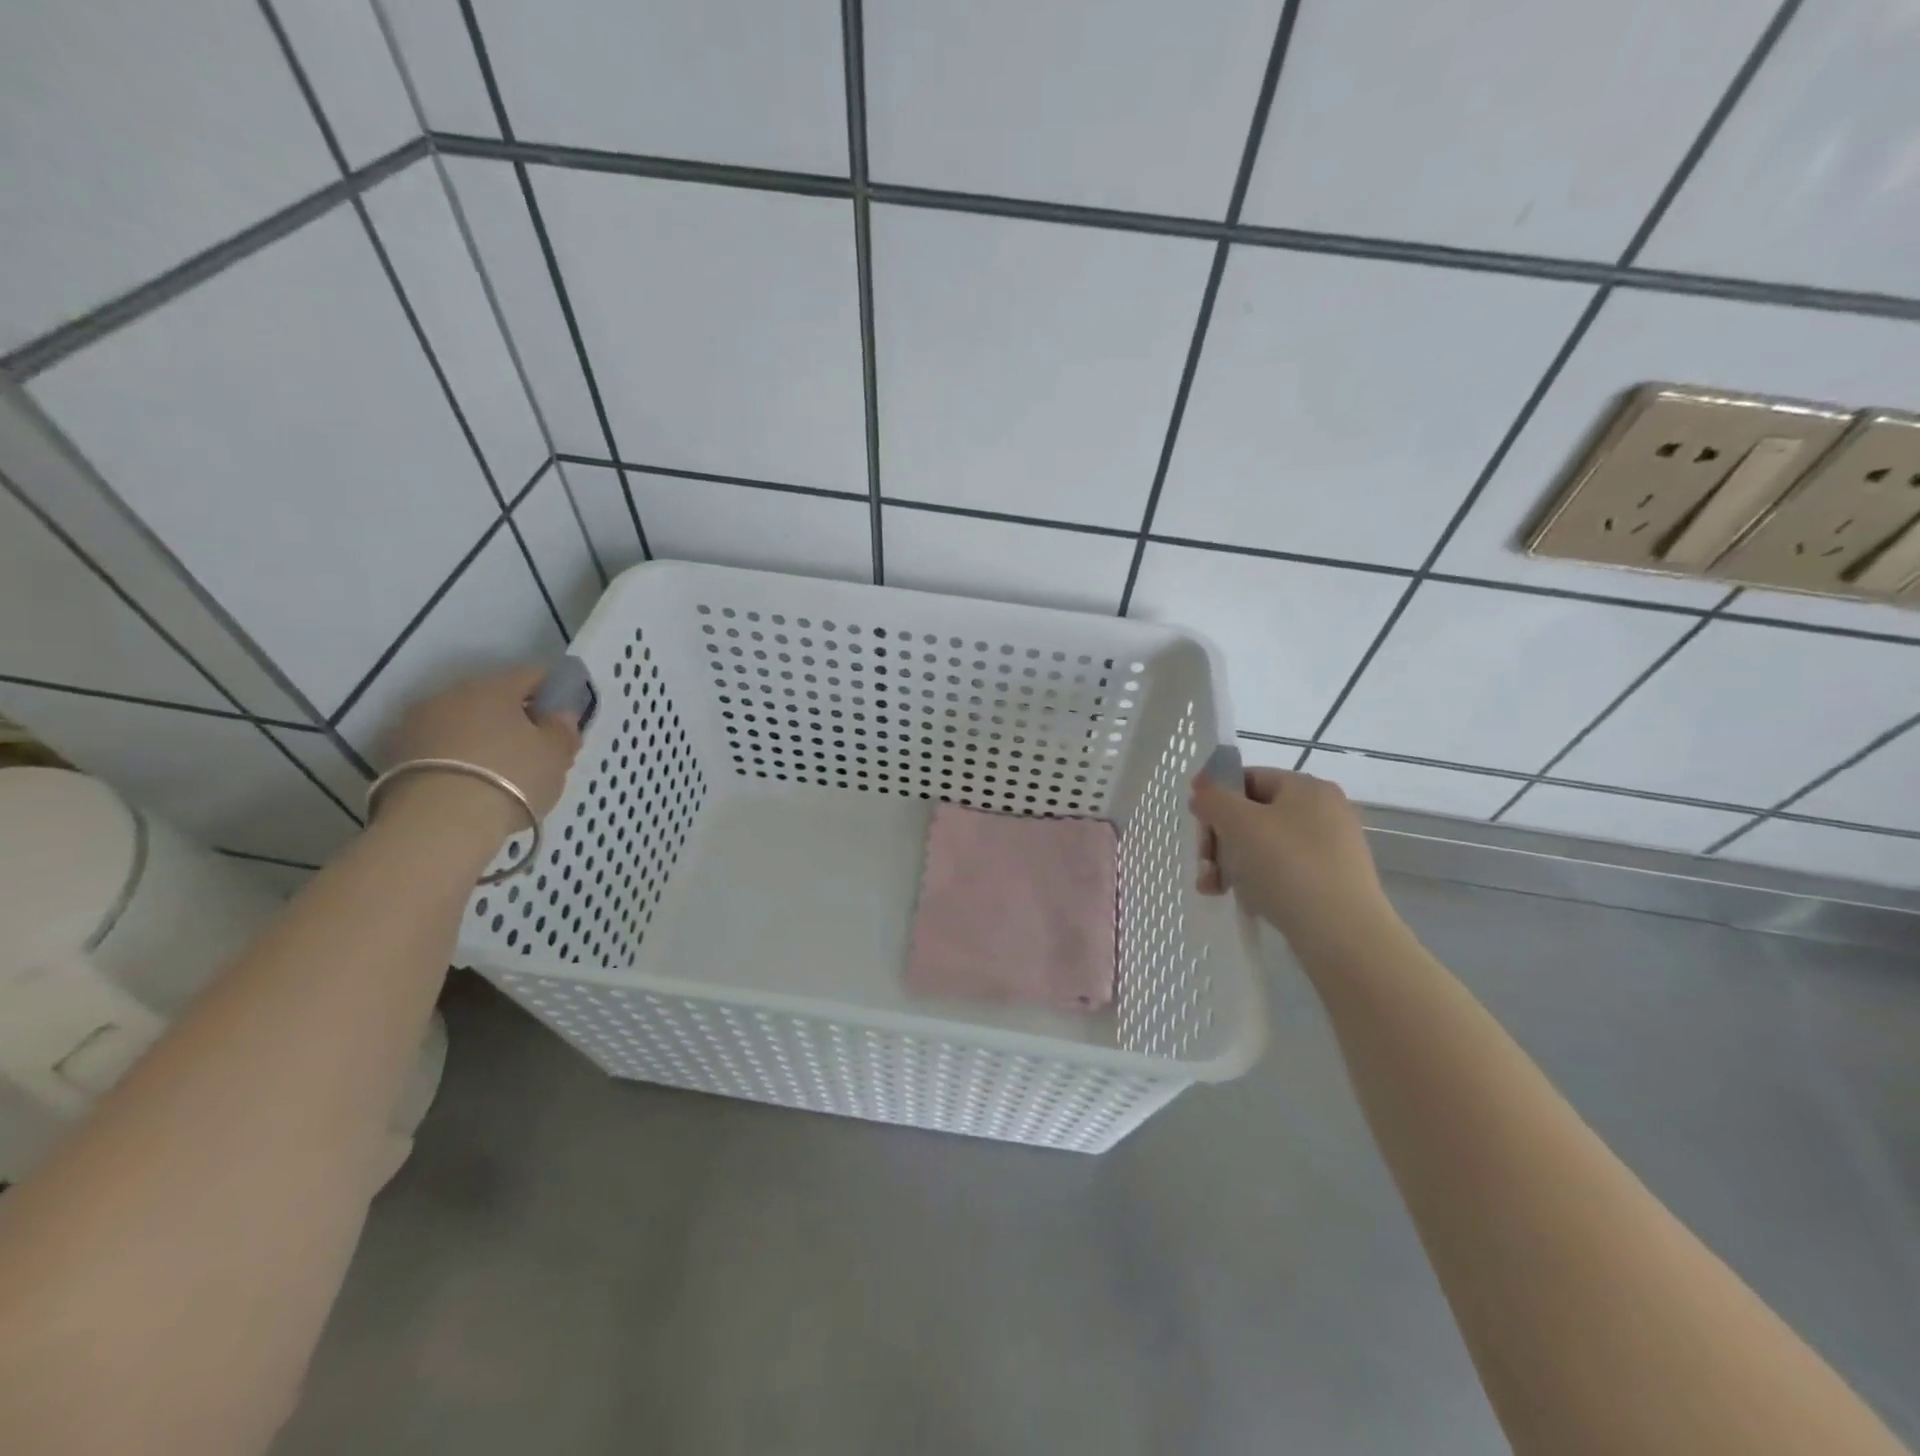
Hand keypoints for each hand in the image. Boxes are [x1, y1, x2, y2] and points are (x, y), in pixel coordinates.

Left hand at [384, 666, 582, 831]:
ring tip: (503, 773)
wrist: (438, 824)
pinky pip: (441, 748)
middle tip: (537, 750)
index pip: (533, 675)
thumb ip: (563, 729)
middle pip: (493, 699)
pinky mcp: (395, 756)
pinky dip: (459, 759)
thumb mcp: (556, 755)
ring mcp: (417, 724)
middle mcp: (452, 695)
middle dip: (516, 718)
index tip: (565, 717)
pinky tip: (473, 785)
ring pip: (463, 723)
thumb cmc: (511, 778)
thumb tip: (560, 715)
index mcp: (494, 687)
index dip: (554, 692)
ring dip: (483, 738)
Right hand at [1190, 766, 1393, 940]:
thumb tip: (1202, 791)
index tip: (1196, 825)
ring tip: (1214, 889)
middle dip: (1220, 839)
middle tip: (1204, 866)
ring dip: (1231, 864)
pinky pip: (1282, 872)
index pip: (1248, 779)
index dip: (1216, 797)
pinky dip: (1257, 882)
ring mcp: (1331, 849)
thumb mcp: (1238, 823)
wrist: (1342, 935)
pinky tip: (1246, 902)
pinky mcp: (1331, 883)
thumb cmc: (1286, 866)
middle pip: (1253, 815)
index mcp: (1307, 787)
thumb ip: (1213, 799)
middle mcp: (1324, 812)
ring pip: (1264, 846)